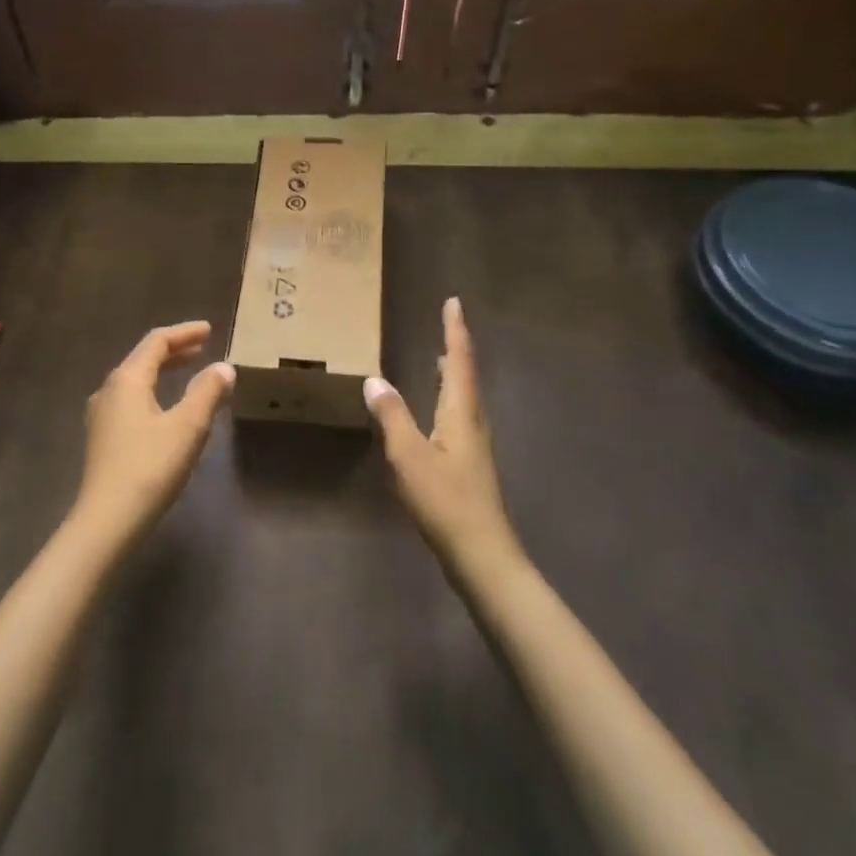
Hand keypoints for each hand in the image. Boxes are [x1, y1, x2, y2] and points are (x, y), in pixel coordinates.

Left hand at [76, 321, 234, 548]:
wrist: (107, 520)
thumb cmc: (150, 467)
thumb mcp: (188, 427)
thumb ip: (207, 392)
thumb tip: (224, 367)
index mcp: (128, 379)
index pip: (157, 341)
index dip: (185, 333)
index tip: (210, 330)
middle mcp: (109, 389)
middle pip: (144, 358)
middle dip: (175, 350)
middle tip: (203, 347)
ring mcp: (102, 414)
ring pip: (137, 380)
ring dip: (164, 371)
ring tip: (190, 372)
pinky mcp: (102, 437)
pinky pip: (132, 400)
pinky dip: (154, 391)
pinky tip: (168, 407)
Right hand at [365, 298, 520, 577]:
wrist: (481, 553)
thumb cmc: (445, 500)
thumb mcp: (409, 455)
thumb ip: (392, 416)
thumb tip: (374, 379)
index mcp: (461, 412)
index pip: (459, 360)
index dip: (455, 330)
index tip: (454, 302)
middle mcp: (473, 421)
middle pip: (467, 375)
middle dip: (457, 347)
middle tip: (447, 324)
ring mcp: (474, 444)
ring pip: (464, 397)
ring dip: (454, 373)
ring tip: (442, 358)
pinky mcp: (470, 464)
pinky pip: (459, 416)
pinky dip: (449, 398)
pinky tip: (437, 412)